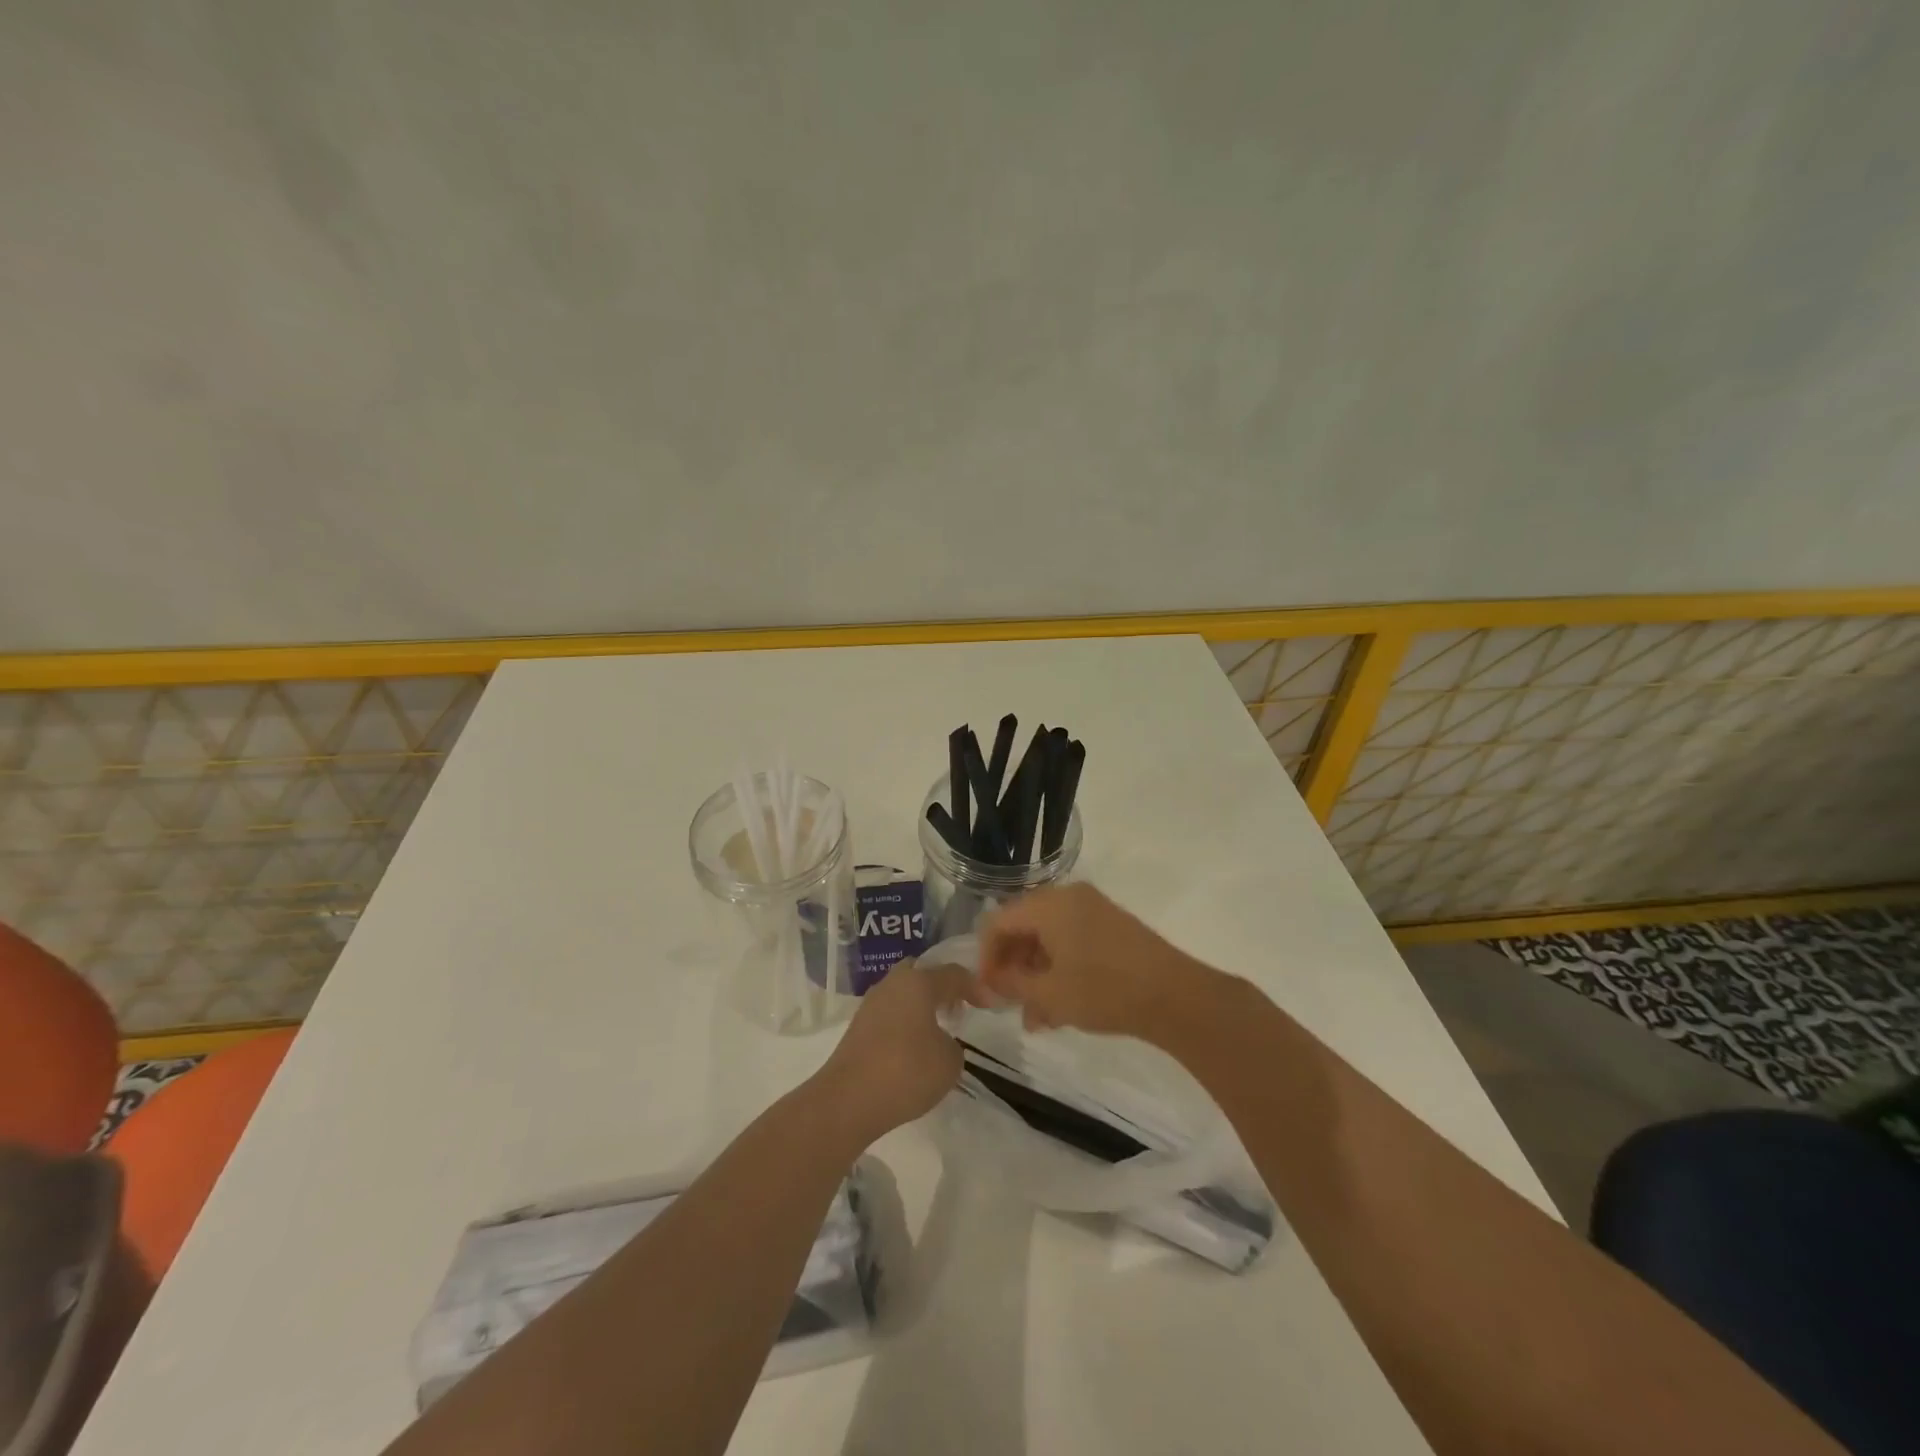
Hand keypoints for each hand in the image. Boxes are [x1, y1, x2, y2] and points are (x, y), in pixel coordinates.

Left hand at [811, 959, 972, 1147]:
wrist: (848, 1099)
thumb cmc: (906, 1070)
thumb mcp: (949, 1061)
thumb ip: (952, 1045)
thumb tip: (937, 1042)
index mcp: (918, 982)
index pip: (953, 974)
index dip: (975, 987)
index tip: (989, 1005)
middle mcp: (892, 984)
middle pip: (921, 974)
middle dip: (941, 987)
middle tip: (957, 1008)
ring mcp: (871, 1004)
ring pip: (902, 993)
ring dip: (921, 1006)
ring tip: (937, 1030)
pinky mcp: (857, 1027)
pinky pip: (889, 1014)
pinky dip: (905, 1023)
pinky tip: (913, 1046)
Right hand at [978, 882, 1199, 1036]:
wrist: (1175, 997)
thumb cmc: (1104, 991)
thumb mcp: (1050, 993)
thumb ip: (1012, 984)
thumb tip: (990, 980)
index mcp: (1049, 904)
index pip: (998, 922)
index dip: (986, 957)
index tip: (987, 991)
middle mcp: (1069, 897)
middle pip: (1023, 927)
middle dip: (1013, 967)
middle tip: (1010, 1004)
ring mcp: (1094, 909)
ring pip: (1048, 938)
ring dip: (1036, 974)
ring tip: (1036, 1018)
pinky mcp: (1112, 926)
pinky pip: (1071, 941)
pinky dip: (1059, 968)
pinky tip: (1060, 1007)